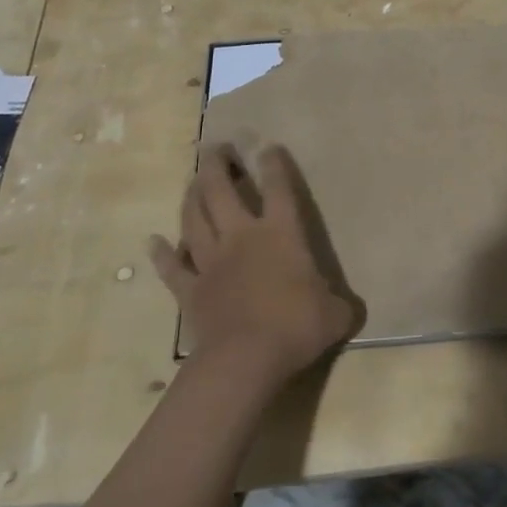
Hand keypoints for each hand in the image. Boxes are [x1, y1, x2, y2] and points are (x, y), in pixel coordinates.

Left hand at [149, 143, 362, 389]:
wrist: (245, 359)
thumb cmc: (295, 327)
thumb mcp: (336, 315)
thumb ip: (341, 305)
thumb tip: (352, 309)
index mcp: (281, 233)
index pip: (278, 188)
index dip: (274, 164)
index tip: (268, 146)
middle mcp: (242, 237)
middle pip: (222, 190)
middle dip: (217, 165)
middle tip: (214, 149)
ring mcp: (211, 262)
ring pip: (194, 219)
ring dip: (191, 197)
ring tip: (192, 181)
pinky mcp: (190, 290)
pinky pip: (172, 268)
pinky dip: (162, 254)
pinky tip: (153, 242)